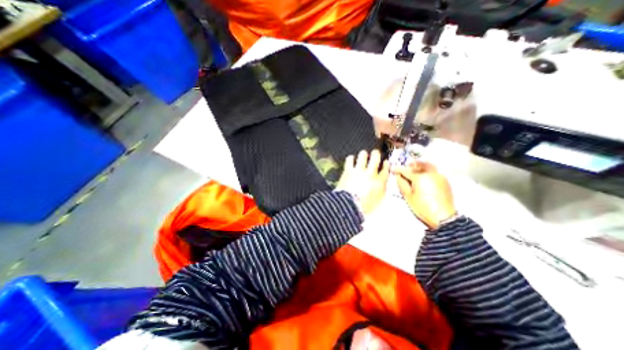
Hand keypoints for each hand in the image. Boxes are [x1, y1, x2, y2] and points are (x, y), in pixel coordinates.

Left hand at [340, 148, 388, 216]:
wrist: (349, 206)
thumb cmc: (363, 207)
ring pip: (363, 155)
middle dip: (376, 154)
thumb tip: (383, 183)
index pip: (386, 169)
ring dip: (363, 155)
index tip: (385, 162)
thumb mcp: (378, 201)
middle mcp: (370, 173)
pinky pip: (350, 159)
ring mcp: (359, 171)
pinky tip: (351, 160)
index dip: (386, 164)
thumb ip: (382, 190)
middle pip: (375, 157)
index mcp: (380, 182)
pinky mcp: (348, 170)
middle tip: (374, 154)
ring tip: (363, 156)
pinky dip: (351, 158)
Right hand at [394, 161, 455, 229]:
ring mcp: (440, 177)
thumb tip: (399, 176)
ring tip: (415, 170)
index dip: (398, 169)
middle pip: (420, 164)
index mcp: (420, 177)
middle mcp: (431, 174)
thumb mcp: (408, 197)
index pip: (406, 171)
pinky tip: (424, 178)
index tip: (393, 169)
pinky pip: (435, 172)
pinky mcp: (445, 181)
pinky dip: (428, 172)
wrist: (443, 216)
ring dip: (421, 166)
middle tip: (406, 167)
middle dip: (412, 164)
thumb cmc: (423, 207)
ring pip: (429, 167)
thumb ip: (402, 184)